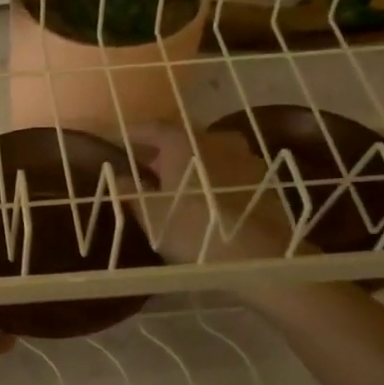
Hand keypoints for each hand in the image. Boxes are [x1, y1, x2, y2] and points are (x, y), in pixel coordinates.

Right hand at [123, 122, 293, 264]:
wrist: (259, 256)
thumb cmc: (194, 231)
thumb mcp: (152, 217)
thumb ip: (132, 193)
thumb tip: (119, 178)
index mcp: (183, 142)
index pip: (152, 128)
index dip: (134, 135)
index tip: (120, 142)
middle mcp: (215, 139)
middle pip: (183, 138)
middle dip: (164, 151)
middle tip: (148, 167)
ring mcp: (244, 156)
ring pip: (209, 153)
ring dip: (192, 163)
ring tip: (179, 185)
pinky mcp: (264, 178)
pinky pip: (230, 170)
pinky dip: (215, 177)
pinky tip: (209, 198)